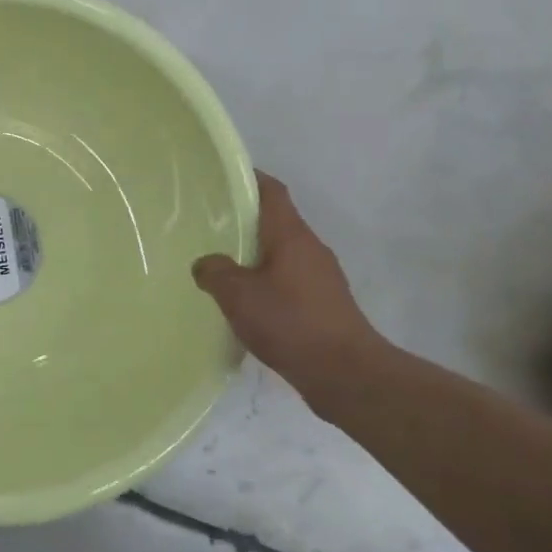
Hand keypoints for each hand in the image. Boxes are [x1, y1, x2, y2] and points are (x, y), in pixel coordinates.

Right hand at [193, 171, 395, 415]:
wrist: (346, 374)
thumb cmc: (291, 323)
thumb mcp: (238, 295)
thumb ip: (215, 272)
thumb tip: (205, 263)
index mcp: (291, 235)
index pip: (272, 191)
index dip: (247, 178)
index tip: (218, 178)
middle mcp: (310, 248)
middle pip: (275, 221)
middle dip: (243, 219)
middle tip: (206, 224)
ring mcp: (320, 277)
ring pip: (280, 253)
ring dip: (253, 254)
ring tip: (219, 264)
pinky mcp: (323, 304)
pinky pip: (287, 280)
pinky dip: (265, 282)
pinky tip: (244, 302)